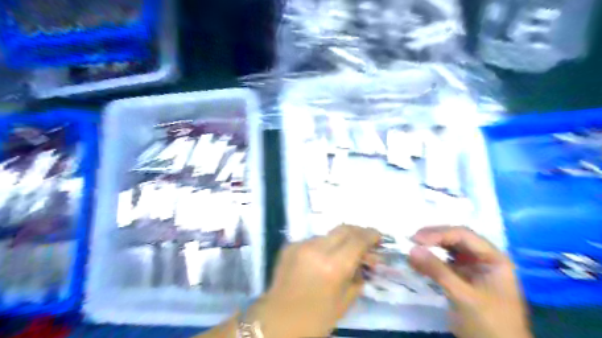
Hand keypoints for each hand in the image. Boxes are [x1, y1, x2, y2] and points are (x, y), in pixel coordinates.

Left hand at [249, 225, 379, 337]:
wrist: (277, 321)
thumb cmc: (315, 318)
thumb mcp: (344, 301)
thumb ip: (358, 276)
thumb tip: (366, 260)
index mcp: (333, 266)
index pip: (358, 239)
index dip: (371, 235)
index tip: (378, 236)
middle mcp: (317, 249)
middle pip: (344, 228)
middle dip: (358, 231)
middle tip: (365, 240)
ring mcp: (301, 245)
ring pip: (328, 234)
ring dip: (340, 240)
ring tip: (344, 253)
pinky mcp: (290, 246)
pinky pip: (313, 241)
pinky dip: (323, 246)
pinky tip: (322, 259)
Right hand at [409, 226, 530, 337]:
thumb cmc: (489, 324)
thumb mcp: (463, 296)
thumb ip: (437, 271)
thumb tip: (411, 249)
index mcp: (493, 258)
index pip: (463, 235)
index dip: (439, 234)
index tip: (416, 239)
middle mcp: (483, 258)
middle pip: (455, 239)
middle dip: (433, 238)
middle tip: (411, 240)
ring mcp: (472, 268)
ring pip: (448, 249)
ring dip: (431, 247)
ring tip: (412, 248)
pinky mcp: (462, 278)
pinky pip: (444, 263)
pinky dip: (431, 261)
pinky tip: (418, 262)